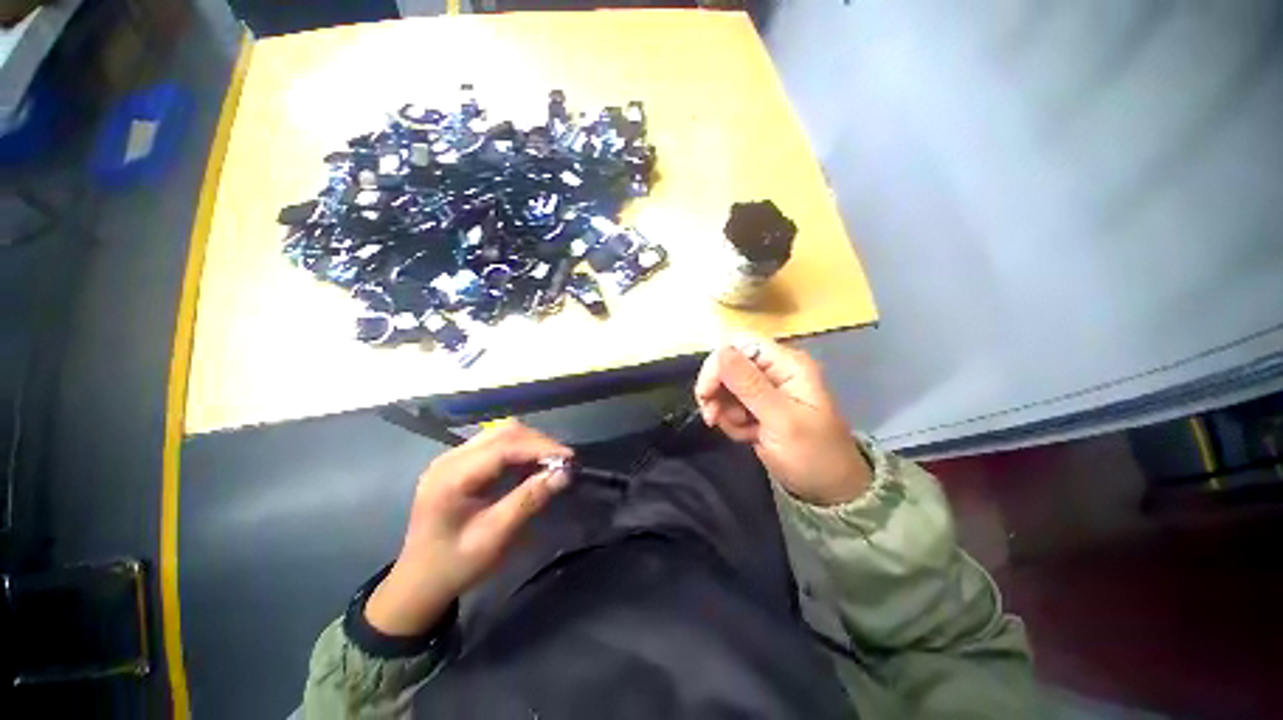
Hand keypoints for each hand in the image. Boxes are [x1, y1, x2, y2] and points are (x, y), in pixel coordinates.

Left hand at [365, 421, 571, 635]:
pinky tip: (531, 466)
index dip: (541, 448)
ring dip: (530, 444)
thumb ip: (528, 501)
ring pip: (502, 433)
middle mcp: (450, 458)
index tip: (569, 459)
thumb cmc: (454, 565)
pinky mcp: (459, 462)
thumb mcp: (494, 537)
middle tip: (562, 462)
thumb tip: (563, 474)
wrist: (418, 583)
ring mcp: (453, 458)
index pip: (504, 447)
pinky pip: (496, 444)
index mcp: (452, 477)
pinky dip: (519, 450)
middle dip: (538, 443)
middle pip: (504, 432)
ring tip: (550, 463)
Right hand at [695, 337, 869, 505]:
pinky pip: (728, 404)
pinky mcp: (755, 405)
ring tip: (744, 431)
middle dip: (717, 391)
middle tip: (713, 418)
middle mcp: (773, 370)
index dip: (718, 363)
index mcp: (787, 364)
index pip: (740, 344)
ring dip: (724, 410)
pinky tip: (747, 435)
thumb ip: (749, 385)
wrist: (827, 490)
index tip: (707, 393)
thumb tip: (720, 351)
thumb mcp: (781, 421)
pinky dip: (730, 420)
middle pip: (727, 363)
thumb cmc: (813, 455)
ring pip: (724, 385)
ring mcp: (764, 388)